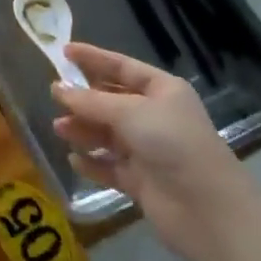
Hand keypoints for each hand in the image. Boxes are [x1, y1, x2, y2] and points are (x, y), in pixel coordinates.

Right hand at [51, 43, 254, 260]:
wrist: (206, 208)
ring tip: (60, 130)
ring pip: (107, 134)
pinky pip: (110, 165)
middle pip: (112, 101)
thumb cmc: (171, 143)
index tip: (64, 52)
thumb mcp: (129, 112)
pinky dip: (93, 162)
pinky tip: (75, 160)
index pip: (122, 67)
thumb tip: (57, 88)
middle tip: (55, 97)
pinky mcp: (141, 180)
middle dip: (84, 99)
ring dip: (84, 130)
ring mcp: (148, 149)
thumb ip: (90, 101)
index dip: (94, 58)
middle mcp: (155, 116)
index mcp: (162, 91)